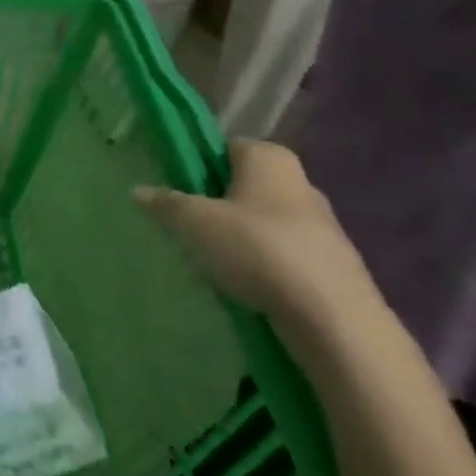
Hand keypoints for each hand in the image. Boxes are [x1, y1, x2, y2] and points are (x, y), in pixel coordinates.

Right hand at [136, 140, 374, 323]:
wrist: (338, 326)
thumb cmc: (259, 250)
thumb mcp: (195, 223)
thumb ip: (165, 203)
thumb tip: (137, 190)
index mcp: (269, 156)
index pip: (224, 149)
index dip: (199, 168)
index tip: (181, 193)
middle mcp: (301, 183)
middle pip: (245, 187)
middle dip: (221, 207)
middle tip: (194, 231)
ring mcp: (325, 228)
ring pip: (267, 225)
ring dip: (245, 242)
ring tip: (219, 267)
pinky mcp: (337, 271)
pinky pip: (288, 260)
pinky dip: (269, 271)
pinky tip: (251, 292)